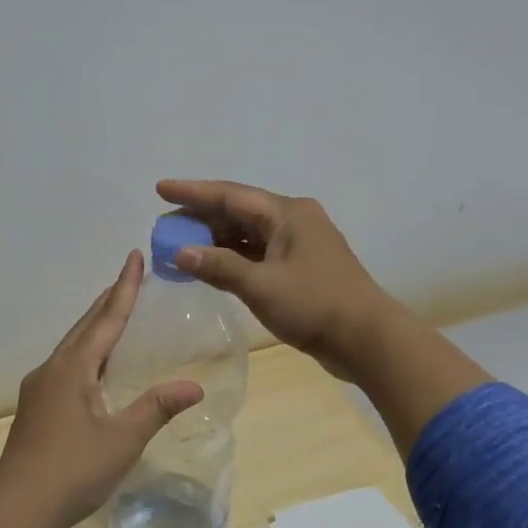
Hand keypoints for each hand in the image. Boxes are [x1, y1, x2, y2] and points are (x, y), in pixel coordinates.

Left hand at [0, 251, 202, 527]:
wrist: (17, 509)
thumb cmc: (73, 471)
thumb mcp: (123, 440)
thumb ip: (157, 408)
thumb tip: (194, 386)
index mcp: (73, 369)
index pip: (106, 319)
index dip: (124, 288)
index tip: (134, 257)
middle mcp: (52, 369)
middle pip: (85, 326)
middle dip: (109, 300)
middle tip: (130, 277)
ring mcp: (39, 388)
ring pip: (72, 345)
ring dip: (95, 325)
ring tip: (116, 313)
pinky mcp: (35, 407)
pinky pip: (66, 364)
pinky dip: (86, 350)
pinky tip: (94, 364)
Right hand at [155, 179, 395, 378]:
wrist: (367, 338)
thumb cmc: (315, 305)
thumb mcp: (261, 286)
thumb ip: (219, 266)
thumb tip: (181, 252)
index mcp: (287, 213)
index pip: (230, 195)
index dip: (192, 192)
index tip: (160, 189)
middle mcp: (293, 220)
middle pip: (238, 211)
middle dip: (200, 217)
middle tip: (164, 226)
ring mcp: (299, 244)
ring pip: (248, 234)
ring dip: (215, 240)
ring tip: (179, 246)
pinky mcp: (301, 268)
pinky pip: (258, 253)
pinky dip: (233, 258)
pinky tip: (210, 266)